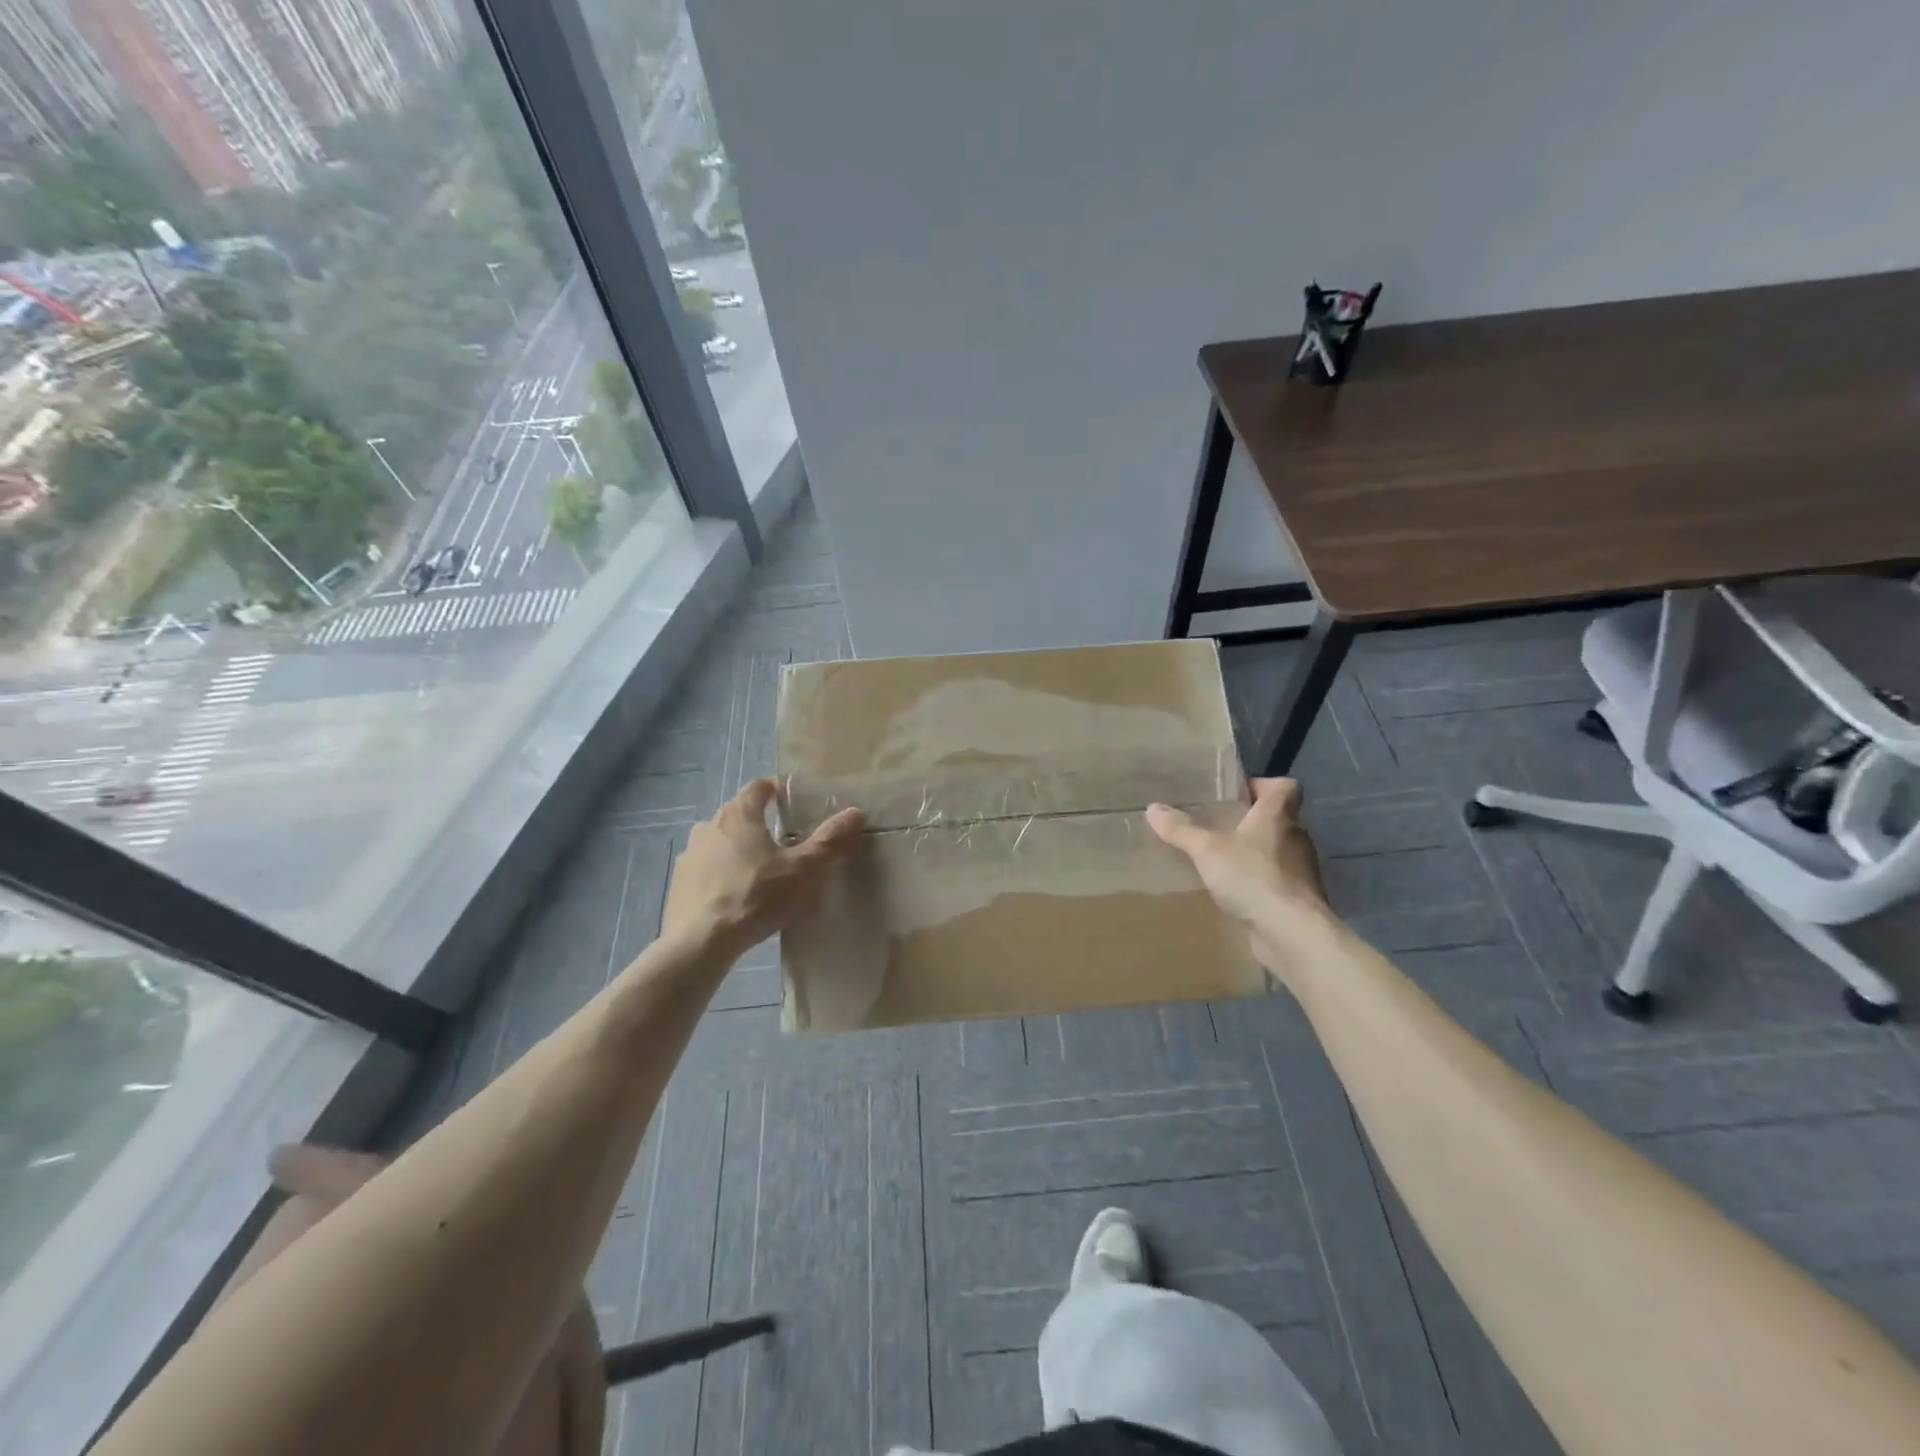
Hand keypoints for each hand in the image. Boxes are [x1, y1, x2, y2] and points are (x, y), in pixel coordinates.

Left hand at [662, 779, 864, 958]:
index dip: (776, 790)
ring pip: (719, 843)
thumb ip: (830, 840)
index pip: (759, 787)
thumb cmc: (756, 896)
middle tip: (783, 842)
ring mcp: (689, 854)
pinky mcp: (678, 883)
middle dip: (759, 823)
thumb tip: (856, 813)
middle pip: (738, 814)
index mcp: (739, 814)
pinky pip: (705, 870)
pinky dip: (720, 875)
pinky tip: (735, 897)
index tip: (791, 801)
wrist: (700, 942)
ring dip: (737, 850)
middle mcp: (709, 825)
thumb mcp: (803, 870)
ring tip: (760, 872)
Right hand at [1146, 778, 1333, 973]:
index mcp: (1278, 816)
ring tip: (1223, 862)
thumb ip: (1181, 830)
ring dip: (1256, 854)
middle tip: (1219, 828)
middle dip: (1252, 822)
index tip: (1237, 795)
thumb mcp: (1207, 850)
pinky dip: (1260, 882)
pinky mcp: (1300, 899)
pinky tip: (1236, 893)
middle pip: (1279, 819)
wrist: (1291, 933)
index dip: (1263, 786)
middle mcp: (1296, 838)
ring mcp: (1302, 870)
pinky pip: (1278, 881)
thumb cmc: (1253, 877)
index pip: (1285, 787)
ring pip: (1279, 851)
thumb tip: (1153, 808)